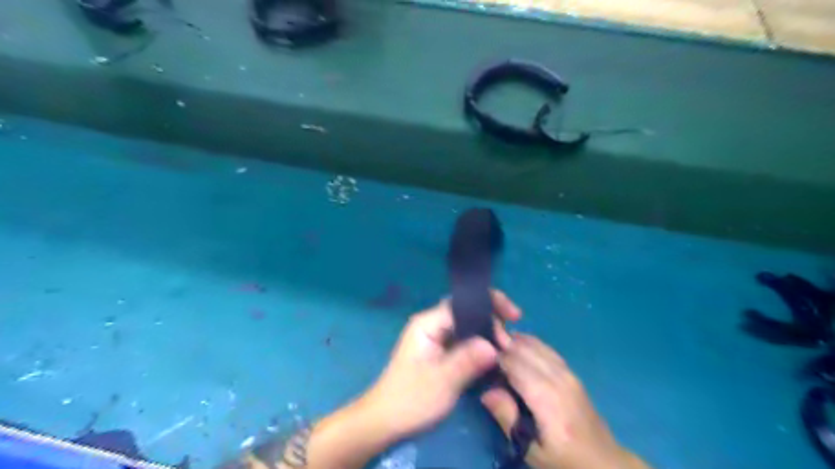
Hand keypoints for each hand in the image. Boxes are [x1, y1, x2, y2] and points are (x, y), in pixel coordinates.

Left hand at [361, 290, 519, 439]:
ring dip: (487, 331)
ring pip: (466, 325)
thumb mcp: (442, 382)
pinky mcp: (439, 351)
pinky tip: (494, 353)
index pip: (462, 304)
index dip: (489, 308)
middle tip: (512, 334)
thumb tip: (495, 345)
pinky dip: (480, 343)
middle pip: (466, 311)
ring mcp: (435, 337)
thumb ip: (467, 360)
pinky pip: (463, 339)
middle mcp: (431, 324)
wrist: (385, 420)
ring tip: (508, 344)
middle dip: (491, 317)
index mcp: (427, 323)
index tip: (512, 320)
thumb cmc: (410, 400)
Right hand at [479, 333, 647, 468]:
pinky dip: (530, 342)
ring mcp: (567, 373)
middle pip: (524, 350)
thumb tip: (487, 391)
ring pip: (536, 345)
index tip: (478, 357)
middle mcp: (557, 378)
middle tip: (483, 347)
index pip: (514, 364)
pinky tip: (519, 343)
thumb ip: (508, 418)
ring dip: (515, 341)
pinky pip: (547, 349)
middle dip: (503, 344)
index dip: (494, 357)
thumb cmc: (564, 460)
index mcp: (546, 397)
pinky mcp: (571, 372)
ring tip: (497, 341)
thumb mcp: (531, 450)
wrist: (603, 461)